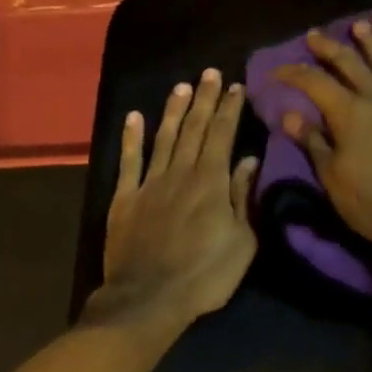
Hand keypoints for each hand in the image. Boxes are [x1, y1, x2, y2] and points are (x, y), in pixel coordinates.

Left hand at [93, 69, 259, 328]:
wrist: (149, 298)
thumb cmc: (205, 276)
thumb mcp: (242, 242)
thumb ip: (243, 198)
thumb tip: (247, 160)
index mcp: (211, 182)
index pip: (222, 135)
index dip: (230, 109)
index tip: (236, 87)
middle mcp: (180, 173)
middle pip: (195, 129)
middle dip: (204, 99)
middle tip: (210, 73)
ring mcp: (149, 184)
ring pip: (164, 138)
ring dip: (174, 111)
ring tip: (182, 86)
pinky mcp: (124, 199)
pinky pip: (128, 162)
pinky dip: (131, 138)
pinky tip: (134, 117)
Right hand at [274, 23, 371, 252]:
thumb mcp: (333, 179)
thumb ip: (313, 144)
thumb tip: (289, 115)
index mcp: (350, 114)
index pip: (314, 83)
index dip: (294, 73)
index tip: (277, 70)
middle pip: (351, 66)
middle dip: (330, 48)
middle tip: (315, 34)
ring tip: (361, 26)